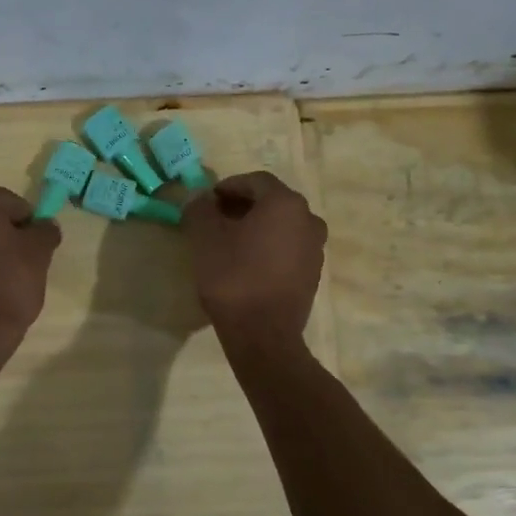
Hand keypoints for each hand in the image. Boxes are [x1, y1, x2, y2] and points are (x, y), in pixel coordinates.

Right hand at [181, 171, 325, 346]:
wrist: (263, 334)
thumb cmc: (233, 277)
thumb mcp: (205, 238)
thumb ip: (200, 209)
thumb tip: (200, 197)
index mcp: (285, 203)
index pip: (254, 180)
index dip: (227, 186)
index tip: (206, 202)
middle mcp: (308, 219)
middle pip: (271, 202)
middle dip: (242, 206)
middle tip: (215, 220)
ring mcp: (315, 248)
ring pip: (281, 226)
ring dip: (256, 227)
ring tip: (229, 244)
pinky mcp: (313, 274)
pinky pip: (288, 249)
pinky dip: (268, 248)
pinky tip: (247, 265)